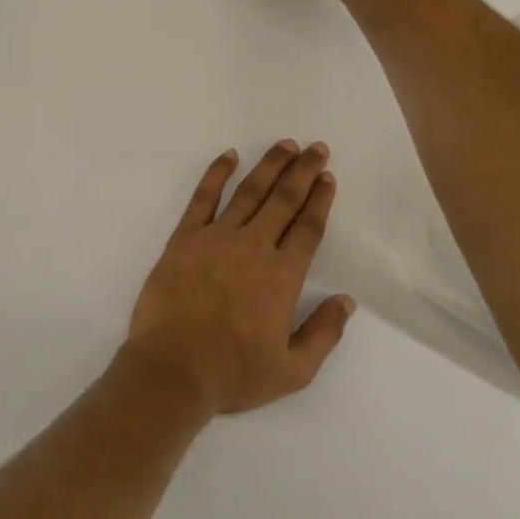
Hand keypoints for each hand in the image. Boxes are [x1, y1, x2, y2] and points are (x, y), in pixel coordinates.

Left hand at [123, 141, 354, 416]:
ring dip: (269, 166)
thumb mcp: (292, 370)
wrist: (173, 367)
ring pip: (248, 191)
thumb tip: (346, 301)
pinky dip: (216, 173)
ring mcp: (216, 237)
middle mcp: (253, 246)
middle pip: (283, 200)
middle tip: (316, 148)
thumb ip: (322, 332)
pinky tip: (228, 156)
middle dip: (302, 171)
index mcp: (282, 276)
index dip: (320, 200)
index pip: (308, 228)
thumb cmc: (233, 373)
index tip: (328, 177)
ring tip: (285, 145)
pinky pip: (203, 197)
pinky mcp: (185, 237)